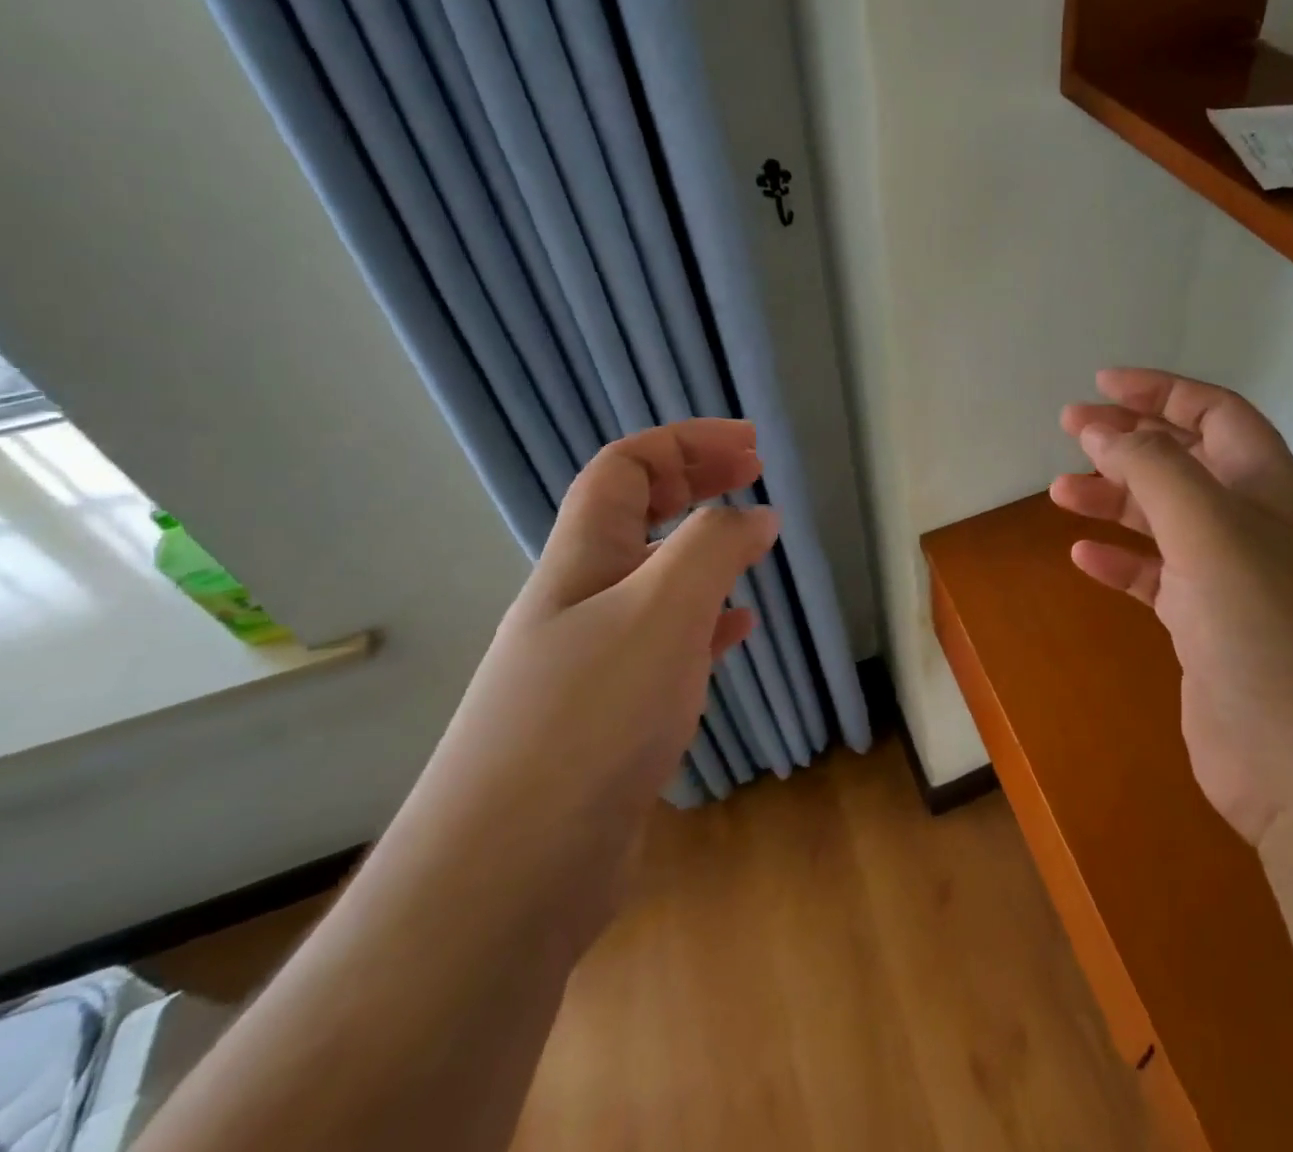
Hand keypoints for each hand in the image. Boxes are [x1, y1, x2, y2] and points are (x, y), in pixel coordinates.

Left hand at [425, 419, 777, 900]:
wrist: (507, 878)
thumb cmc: (589, 720)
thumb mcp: (661, 610)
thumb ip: (714, 548)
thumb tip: (757, 515)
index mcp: (580, 561)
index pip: (624, 468)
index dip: (685, 442)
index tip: (751, 446)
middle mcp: (579, 601)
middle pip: (636, 514)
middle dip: (696, 482)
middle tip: (755, 474)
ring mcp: (591, 661)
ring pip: (653, 579)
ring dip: (702, 550)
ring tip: (753, 546)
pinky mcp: (610, 716)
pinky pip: (666, 643)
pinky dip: (705, 622)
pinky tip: (735, 630)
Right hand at [1052, 369, 1292, 846]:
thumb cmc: (1269, 631)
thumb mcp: (1211, 530)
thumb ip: (1155, 470)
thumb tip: (1103, 429)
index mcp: (1267, 487)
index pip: (1215, 414)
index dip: (1161, 391)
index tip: (1101, 385)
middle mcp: (1252, 526)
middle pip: (1185, 461)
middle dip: (1129, 440)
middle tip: (1070, 429)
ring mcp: (1230, 581)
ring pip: (1163, 520)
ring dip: (1114, 499)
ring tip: (1060, 492)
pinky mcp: (1206, 632)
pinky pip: (1155, 580)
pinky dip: (1120, 562)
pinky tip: (1085, 557)